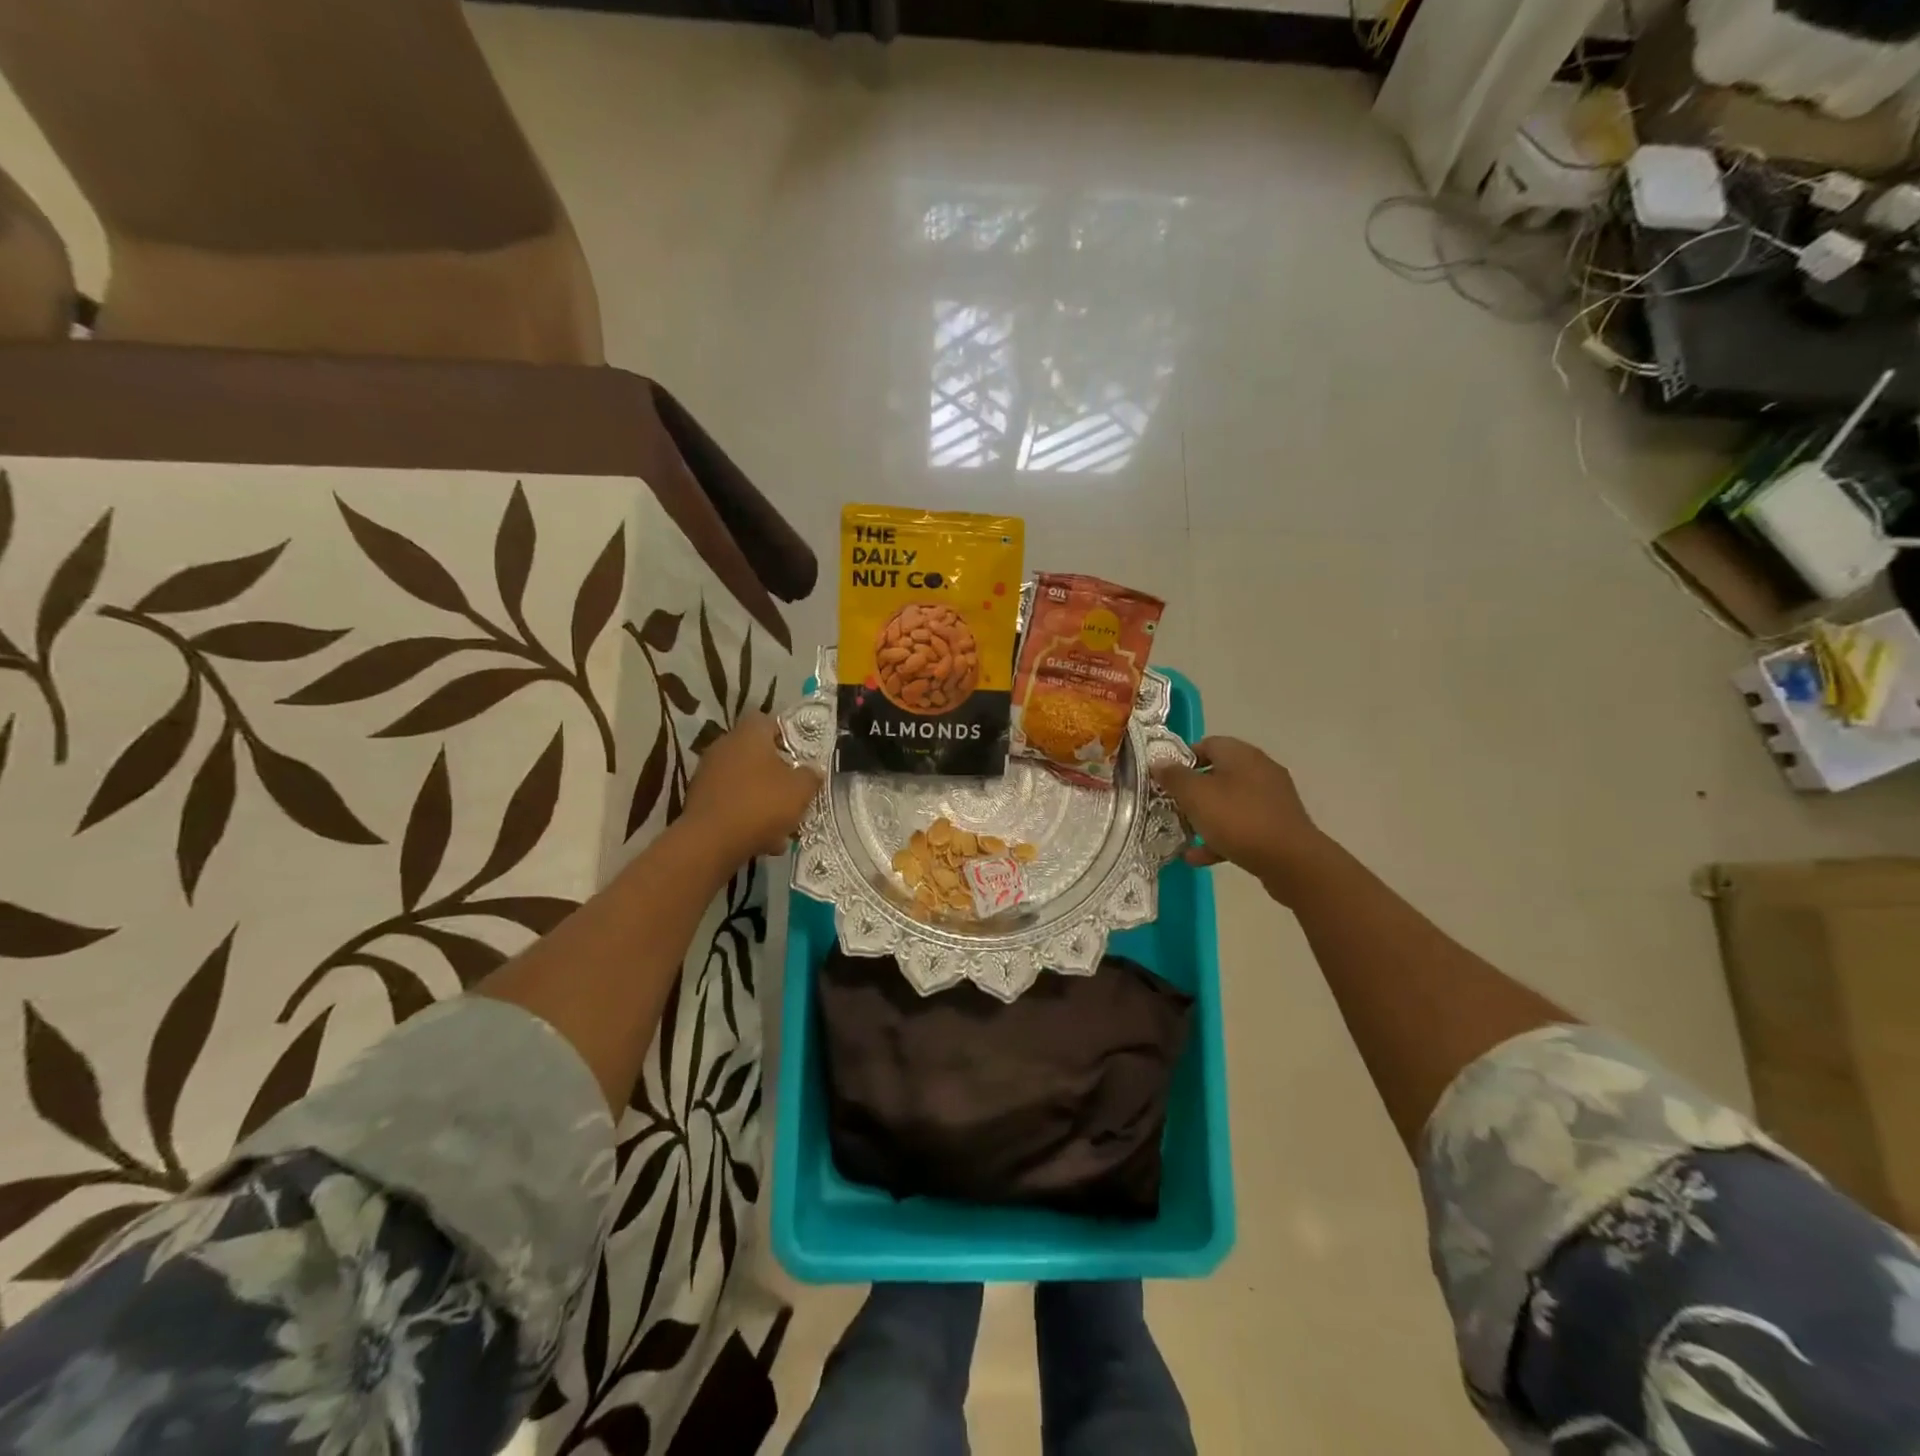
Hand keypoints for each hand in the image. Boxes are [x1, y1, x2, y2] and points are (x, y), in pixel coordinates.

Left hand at [681, 712, 823, 863]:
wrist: (710, 842)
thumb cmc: (761, 804)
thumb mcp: (801, 789)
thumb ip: (810, 775)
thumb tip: (812, 771)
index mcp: (749, 734)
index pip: (768, 720)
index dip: (787, 736)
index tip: (802, 756)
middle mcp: (724, 746)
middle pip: (756, 753)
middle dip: (776, 772)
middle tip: (795, 790)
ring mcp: (707, 773)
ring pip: (744, 781)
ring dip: (762, 798)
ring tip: (783, 824)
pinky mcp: (699, 800)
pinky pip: (731, 802)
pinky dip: (746, 816)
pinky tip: (763, 839)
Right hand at [1151, 737, 1330, 898]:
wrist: (1292, 861)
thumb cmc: (1238, 819)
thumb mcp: (1196, 795)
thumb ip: (1174, 777)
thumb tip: (1158, 761)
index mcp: (1241, 755)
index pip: (1207, 744)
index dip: (1182, 759)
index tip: (1165, 779)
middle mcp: (1259, 770)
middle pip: (1218, 774)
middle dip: (1192, 791)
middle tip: (1170, 806)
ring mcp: (1271, 799)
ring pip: (1229, 802)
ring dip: (1205, 817)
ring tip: (1182, 833)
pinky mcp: (1277, 827)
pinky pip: (1242, 827)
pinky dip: (1220, 838)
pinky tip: (1198, 856)